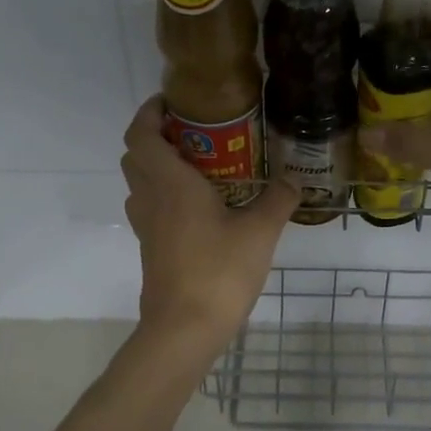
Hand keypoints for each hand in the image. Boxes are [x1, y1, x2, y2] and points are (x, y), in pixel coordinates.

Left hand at [121, 97, 299, 348]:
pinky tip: (200, 208)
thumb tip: (295, 179)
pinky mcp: (152, 249)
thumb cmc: (218, 272)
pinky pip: (151, 209)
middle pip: (135, 156)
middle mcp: (151, 199)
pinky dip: (165, 196)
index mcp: (170, 183)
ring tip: (198, 167)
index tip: (172, 102)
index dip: (149, 112)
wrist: (184, 329)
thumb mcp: (260, 232)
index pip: (141, 134)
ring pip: (140, 183)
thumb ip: (278, 200)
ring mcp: (147, 227)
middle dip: (156, 137)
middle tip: (193, 134)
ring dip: (158, 167)